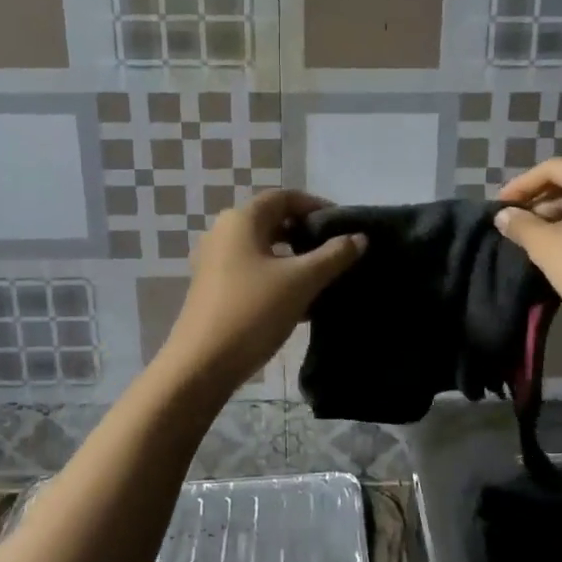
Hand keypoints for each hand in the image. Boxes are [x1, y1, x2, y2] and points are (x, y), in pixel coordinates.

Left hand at [158, 190, 365, 391]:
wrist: (202, 364)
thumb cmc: (253, 311)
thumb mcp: (301, 281)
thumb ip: (334, 256)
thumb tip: (360, 237)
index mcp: (241, 220)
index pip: (284, 197)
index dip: (316, 206)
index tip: (343, 224)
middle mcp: (224, 233)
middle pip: (273, 221)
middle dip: (306, 234)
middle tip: (337, 251)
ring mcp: (215, 262)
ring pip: (264, 249)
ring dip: (294, 258)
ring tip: (324, 277)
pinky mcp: (214, 288)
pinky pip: (253, 271)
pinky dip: (278, 277)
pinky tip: (301, 303)